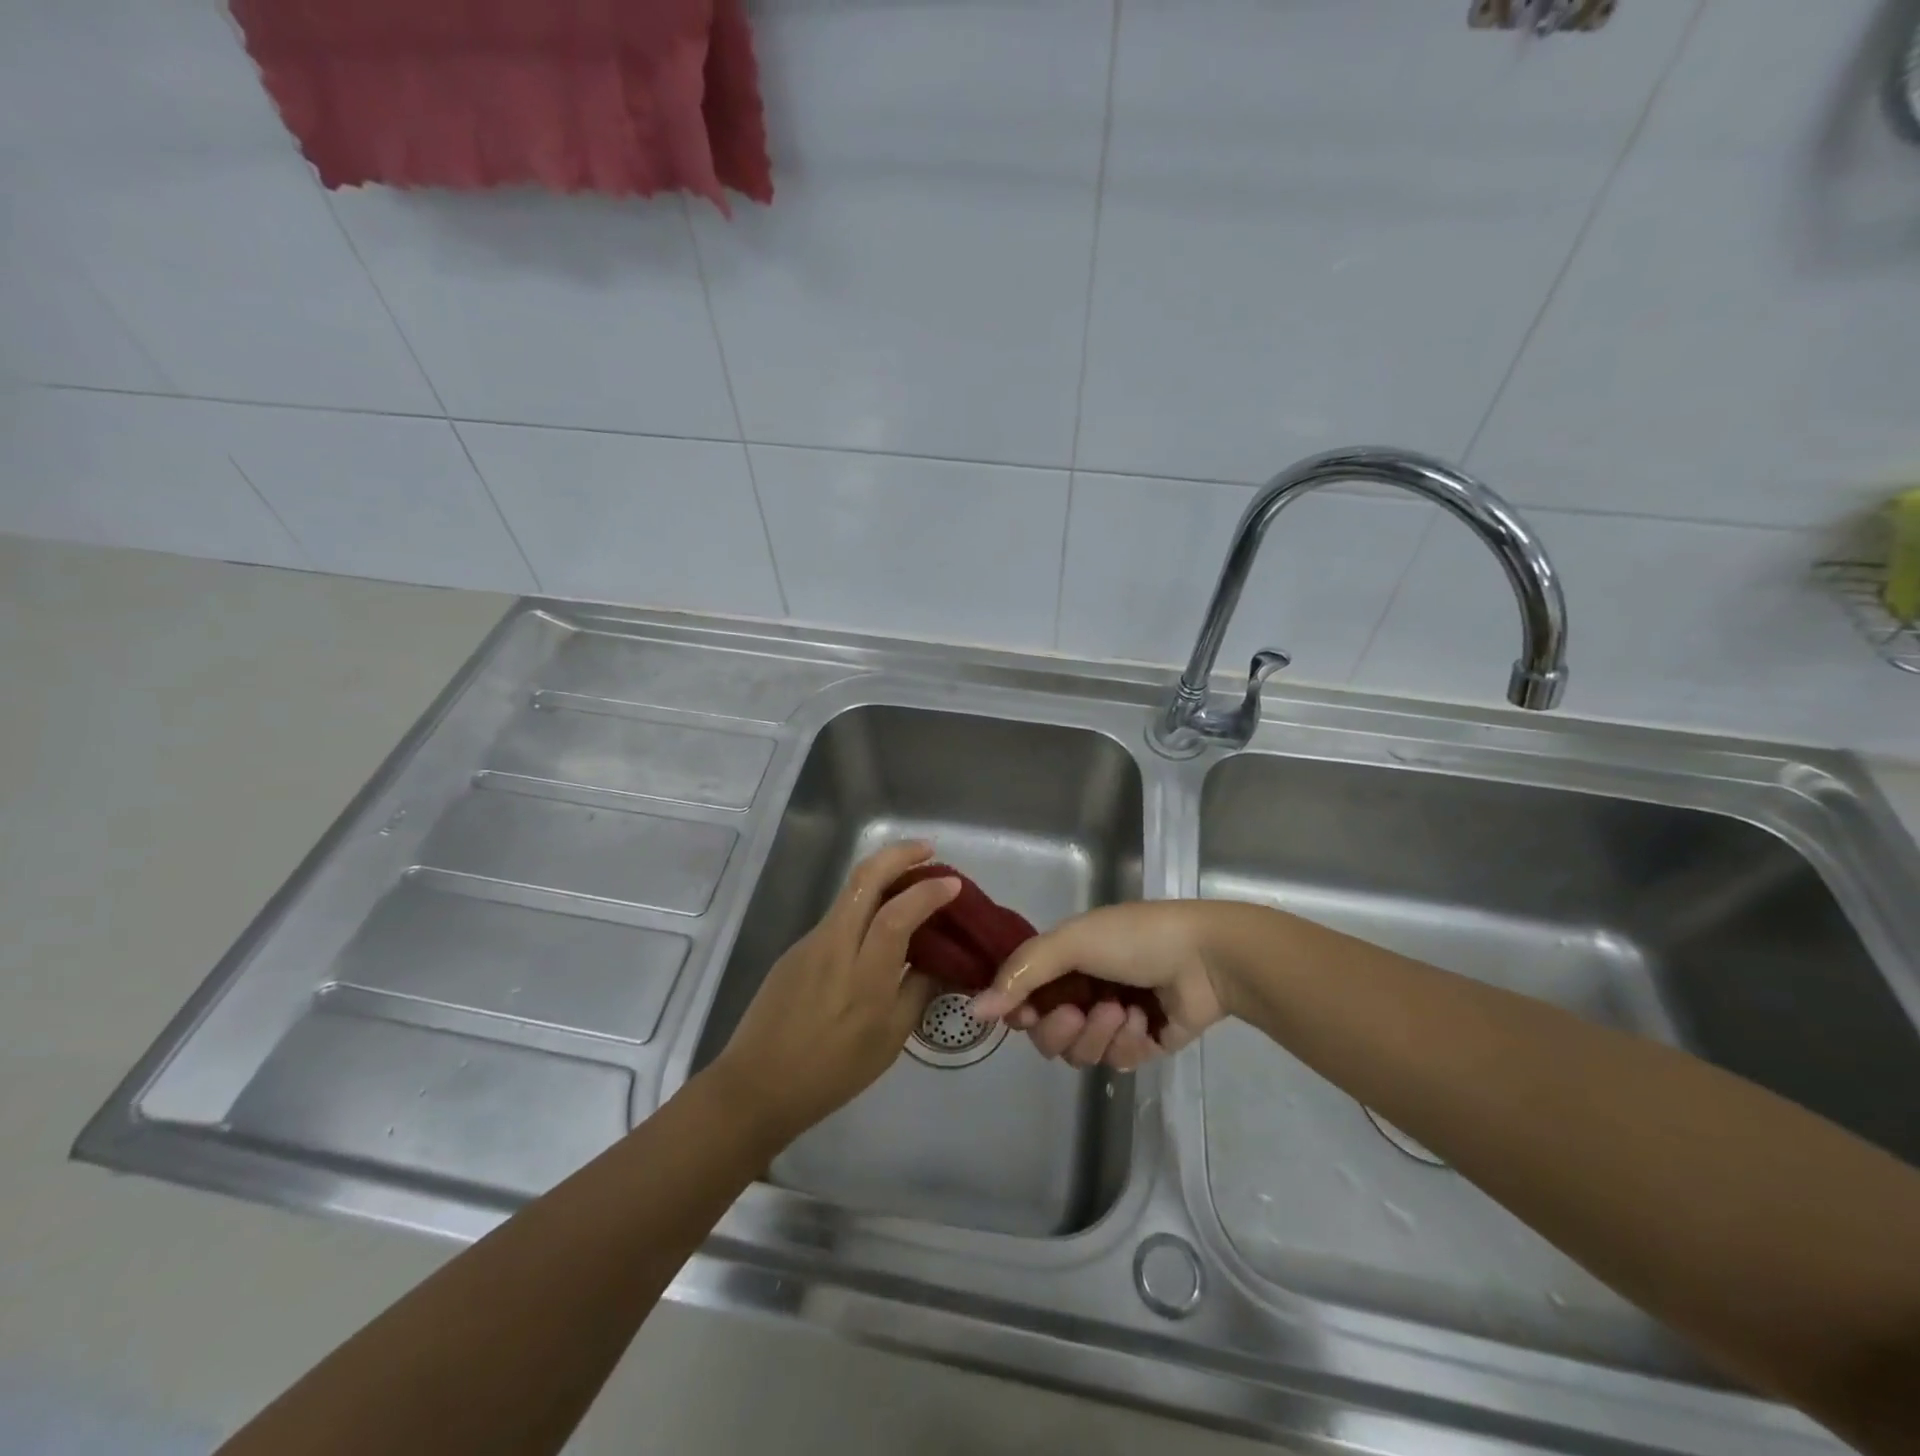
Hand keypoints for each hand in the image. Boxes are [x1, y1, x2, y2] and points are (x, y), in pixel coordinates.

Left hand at [709, 841, 958, 1145]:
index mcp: (864, 979)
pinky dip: (865, 901)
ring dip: (883, 872)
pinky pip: (838, 913)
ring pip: (849, 890)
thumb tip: (940, 959)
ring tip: (911, 878)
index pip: (897, 916)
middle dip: (898, 854)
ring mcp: (811, 943)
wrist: (757, 1086)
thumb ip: (918, 991)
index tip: (953, 883)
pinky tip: (879, 918)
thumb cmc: (832, 1073)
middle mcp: (835, 947)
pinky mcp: (796, 948)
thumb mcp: (889, 1041)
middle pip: (864, 879)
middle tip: (928, 849)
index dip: (927, 892)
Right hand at [970, 901, 1234, 1070]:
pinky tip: (1143, 1020)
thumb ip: (1023, 973)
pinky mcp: (1140, 1045)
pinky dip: (1126, 1042)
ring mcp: (1111, 1020)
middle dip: (1060, 1028)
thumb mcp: (1072, 941)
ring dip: (1097, 1034)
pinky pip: (1116, 1062)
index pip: (1022, 998)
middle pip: (1046, 1034)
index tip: (1023, 1013)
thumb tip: (975, 1010)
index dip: (1019, 1011)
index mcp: (1064, 961)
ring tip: (1122, 1011)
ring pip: (1078, 1053)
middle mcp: (1082, 990)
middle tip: (1080, 1011)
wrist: (1206, 957)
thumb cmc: (1135, 938)